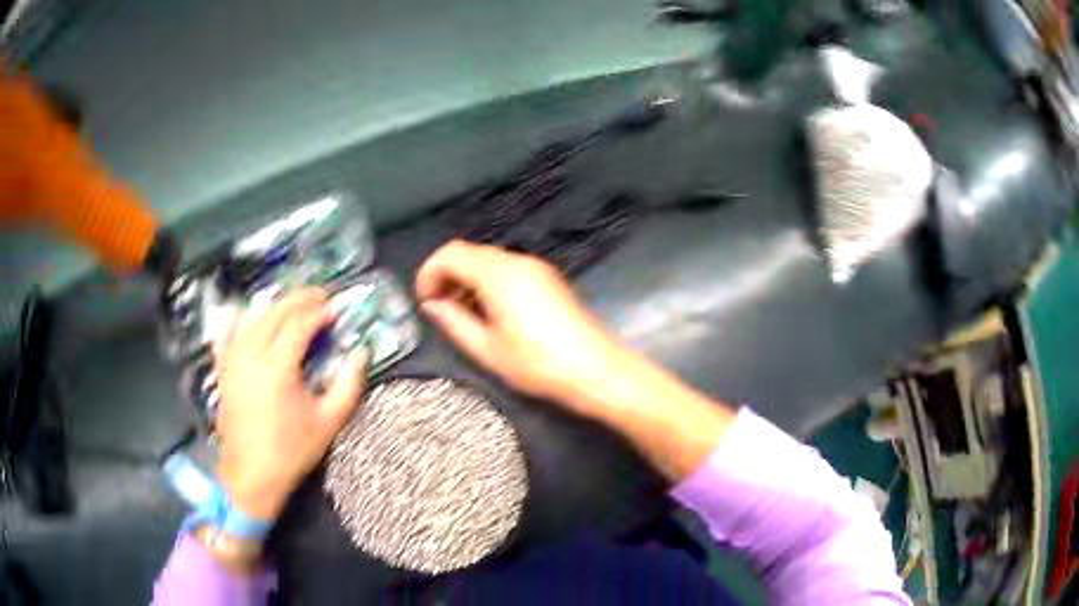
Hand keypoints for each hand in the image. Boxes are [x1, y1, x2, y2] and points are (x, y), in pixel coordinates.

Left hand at [214, 289, 367, 520]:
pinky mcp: (223, 370)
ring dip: (273, 305)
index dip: (319, 311)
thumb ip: (348, 385)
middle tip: (319, 296)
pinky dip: (239, 320)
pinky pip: (227, 333)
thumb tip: (361, 352)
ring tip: (292, 305)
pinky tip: (248, 317)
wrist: (250, 475)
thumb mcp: (328, 422)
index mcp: (278, 366)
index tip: (335, 309)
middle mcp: (252, 354)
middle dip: (299, 299)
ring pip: (251, 317)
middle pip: (275, 312)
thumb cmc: (291, 451)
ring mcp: (232, 360)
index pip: (299, 323)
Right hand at [415, 241, 623, 415]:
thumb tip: (432, 305)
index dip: (429, 274)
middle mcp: (517, 261)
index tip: (425, 303)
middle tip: (439, 310)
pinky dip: (488, 283)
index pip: (450, 253)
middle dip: (447, 276)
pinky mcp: (547, 278)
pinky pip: (507, 269)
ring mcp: (536, 267)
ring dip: (467, 279)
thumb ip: (454, 322)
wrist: (596, 370)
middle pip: (469, 252)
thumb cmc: (538, 364)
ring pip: (488, 260)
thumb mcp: (488, 349)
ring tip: (462, 316)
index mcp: (499, 274)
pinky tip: (489, 313)